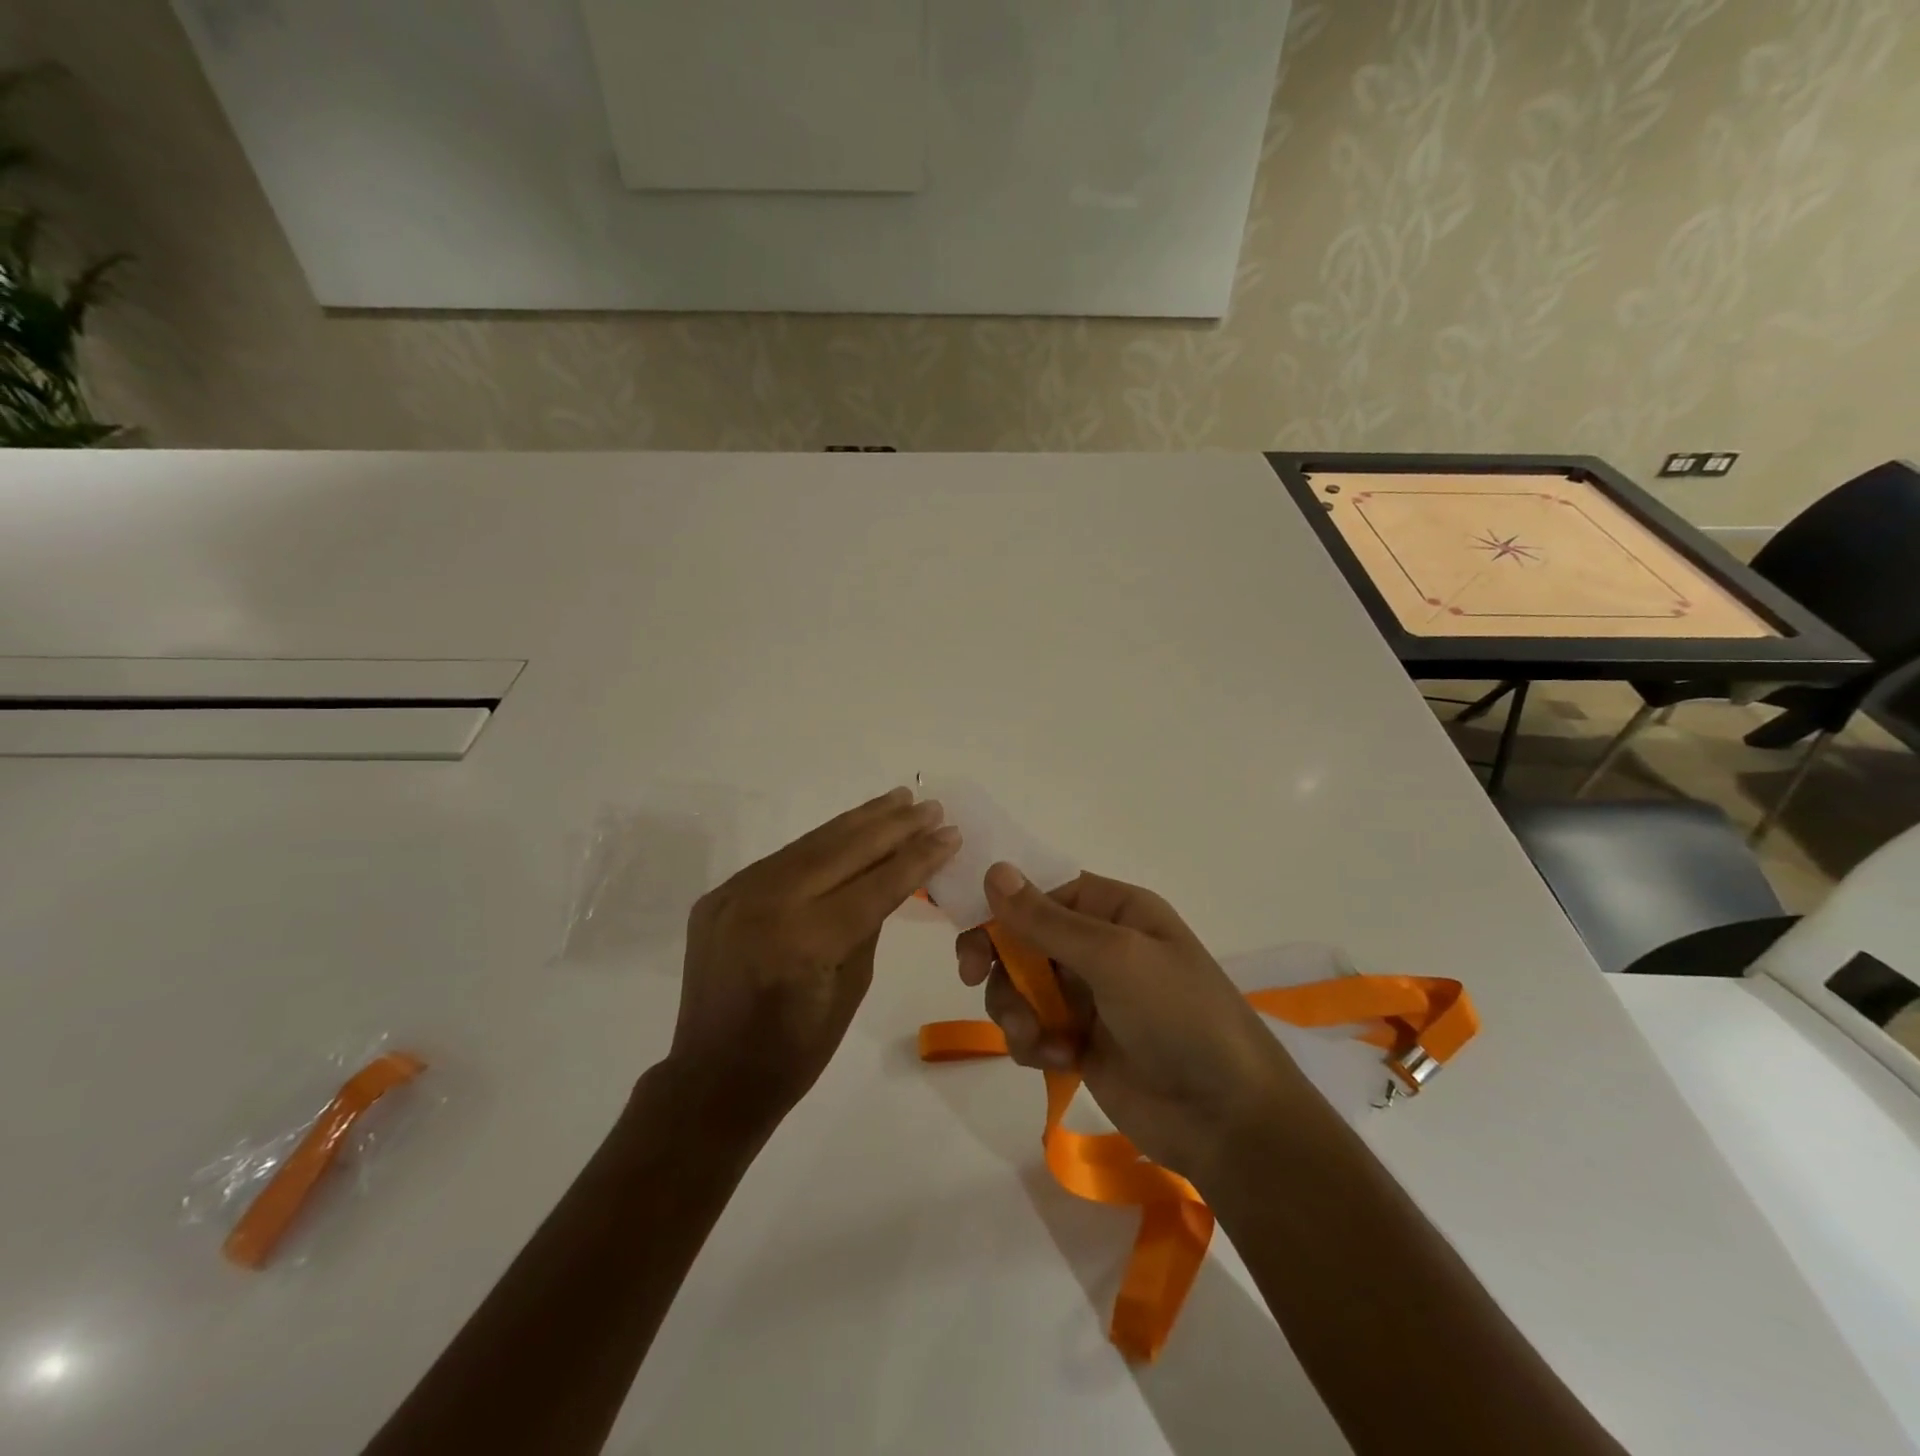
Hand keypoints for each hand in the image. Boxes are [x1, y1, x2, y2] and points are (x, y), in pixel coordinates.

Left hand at [665, 787, 961, 1133]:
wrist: (713, 1079)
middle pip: (842, 850)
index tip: (951, 832)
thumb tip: (892, 875)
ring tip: (897, 800)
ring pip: (811, 844)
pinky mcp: (721, 894)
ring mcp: (736, 894)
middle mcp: (765, 905)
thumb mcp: (851, 988)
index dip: (917, 857)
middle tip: (930, 806)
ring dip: (859, 821)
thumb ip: (870, 923)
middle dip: (893, 825)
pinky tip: (850, 829)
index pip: (874, 885)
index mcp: (803, 942)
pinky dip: (822, 843)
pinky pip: (782, 860)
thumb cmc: (795, 1053)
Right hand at [956, 864, 1309, 1184]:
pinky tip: (1061, 1059)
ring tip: (1035, 1038)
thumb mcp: (1114, 958)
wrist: (1227, 1118)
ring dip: (1014, 1008)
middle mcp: (1100, 946)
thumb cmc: (1178, 1016)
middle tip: (970, 974)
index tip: (969, 929)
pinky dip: (1035, 1041)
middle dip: (998, 959)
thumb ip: (1047, 919)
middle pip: (1023, 936)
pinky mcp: (1081, 1041)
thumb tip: (995, 870)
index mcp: (1115, 910)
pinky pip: (1034, 1027)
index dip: (1002, 904)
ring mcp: (1090, 996)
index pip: (1043, 890)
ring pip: (1021, 984)